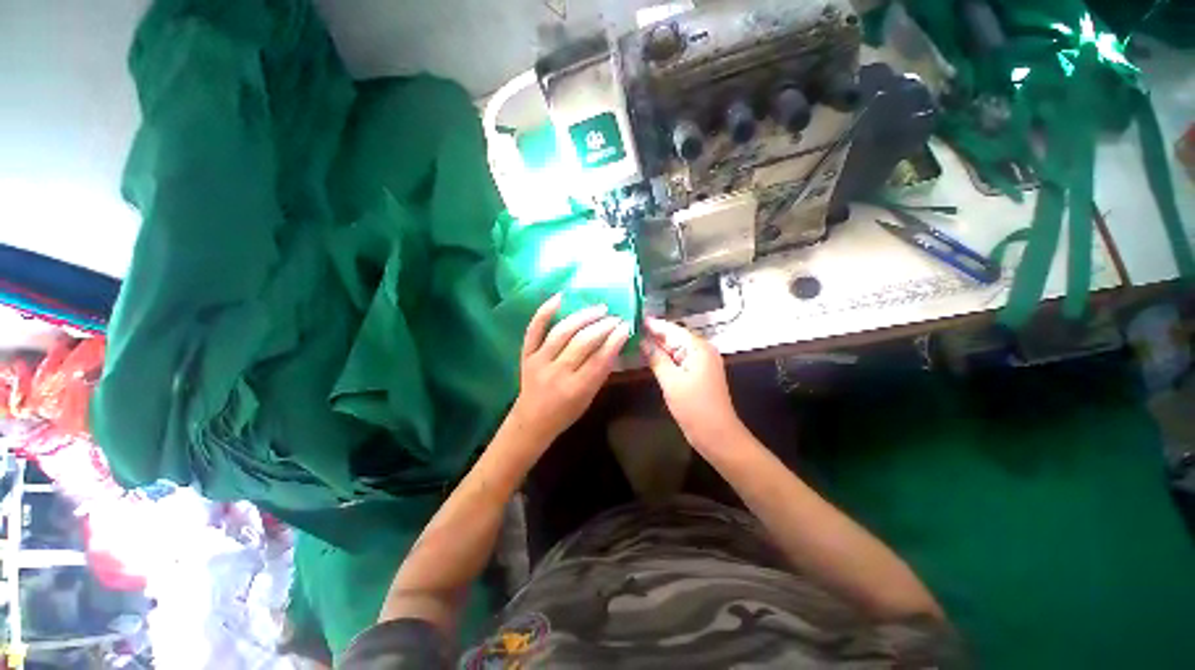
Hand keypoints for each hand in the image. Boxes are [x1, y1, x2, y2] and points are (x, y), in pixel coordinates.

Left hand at [509, 295, 630, 445]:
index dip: (614, 340)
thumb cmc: (566, 413)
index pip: (599, 359)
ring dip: (583, 316)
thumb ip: (600, 373)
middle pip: (582, 342)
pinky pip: (534, 329)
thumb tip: (615, 344)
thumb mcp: (589, 398)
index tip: (626, 326)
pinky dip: (545, 312)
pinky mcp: (526, 354)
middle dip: (603, 326)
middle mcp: (557, 372)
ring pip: (562, 332)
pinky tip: (560, 298)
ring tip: (599, 308)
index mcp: (576, 389)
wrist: (531, 421)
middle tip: (616, 317)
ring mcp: (539, 361)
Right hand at [640, 317, 741, 451]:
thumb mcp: (671, 381)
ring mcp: (701, 362)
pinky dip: (665, 358)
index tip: (634, 317)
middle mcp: (702, 350)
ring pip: (675, 349)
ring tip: (635, 339)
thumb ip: (656, 358)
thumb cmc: (694, 406)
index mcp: (698, 347)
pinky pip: (679, 359)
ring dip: (658, 346)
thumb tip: (642, 340)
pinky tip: (649, 356)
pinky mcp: (698, 373)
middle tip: (630, 329)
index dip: (652, 324)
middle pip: (674, 337)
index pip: (671, 329)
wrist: (716, 434)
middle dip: (654, 334)